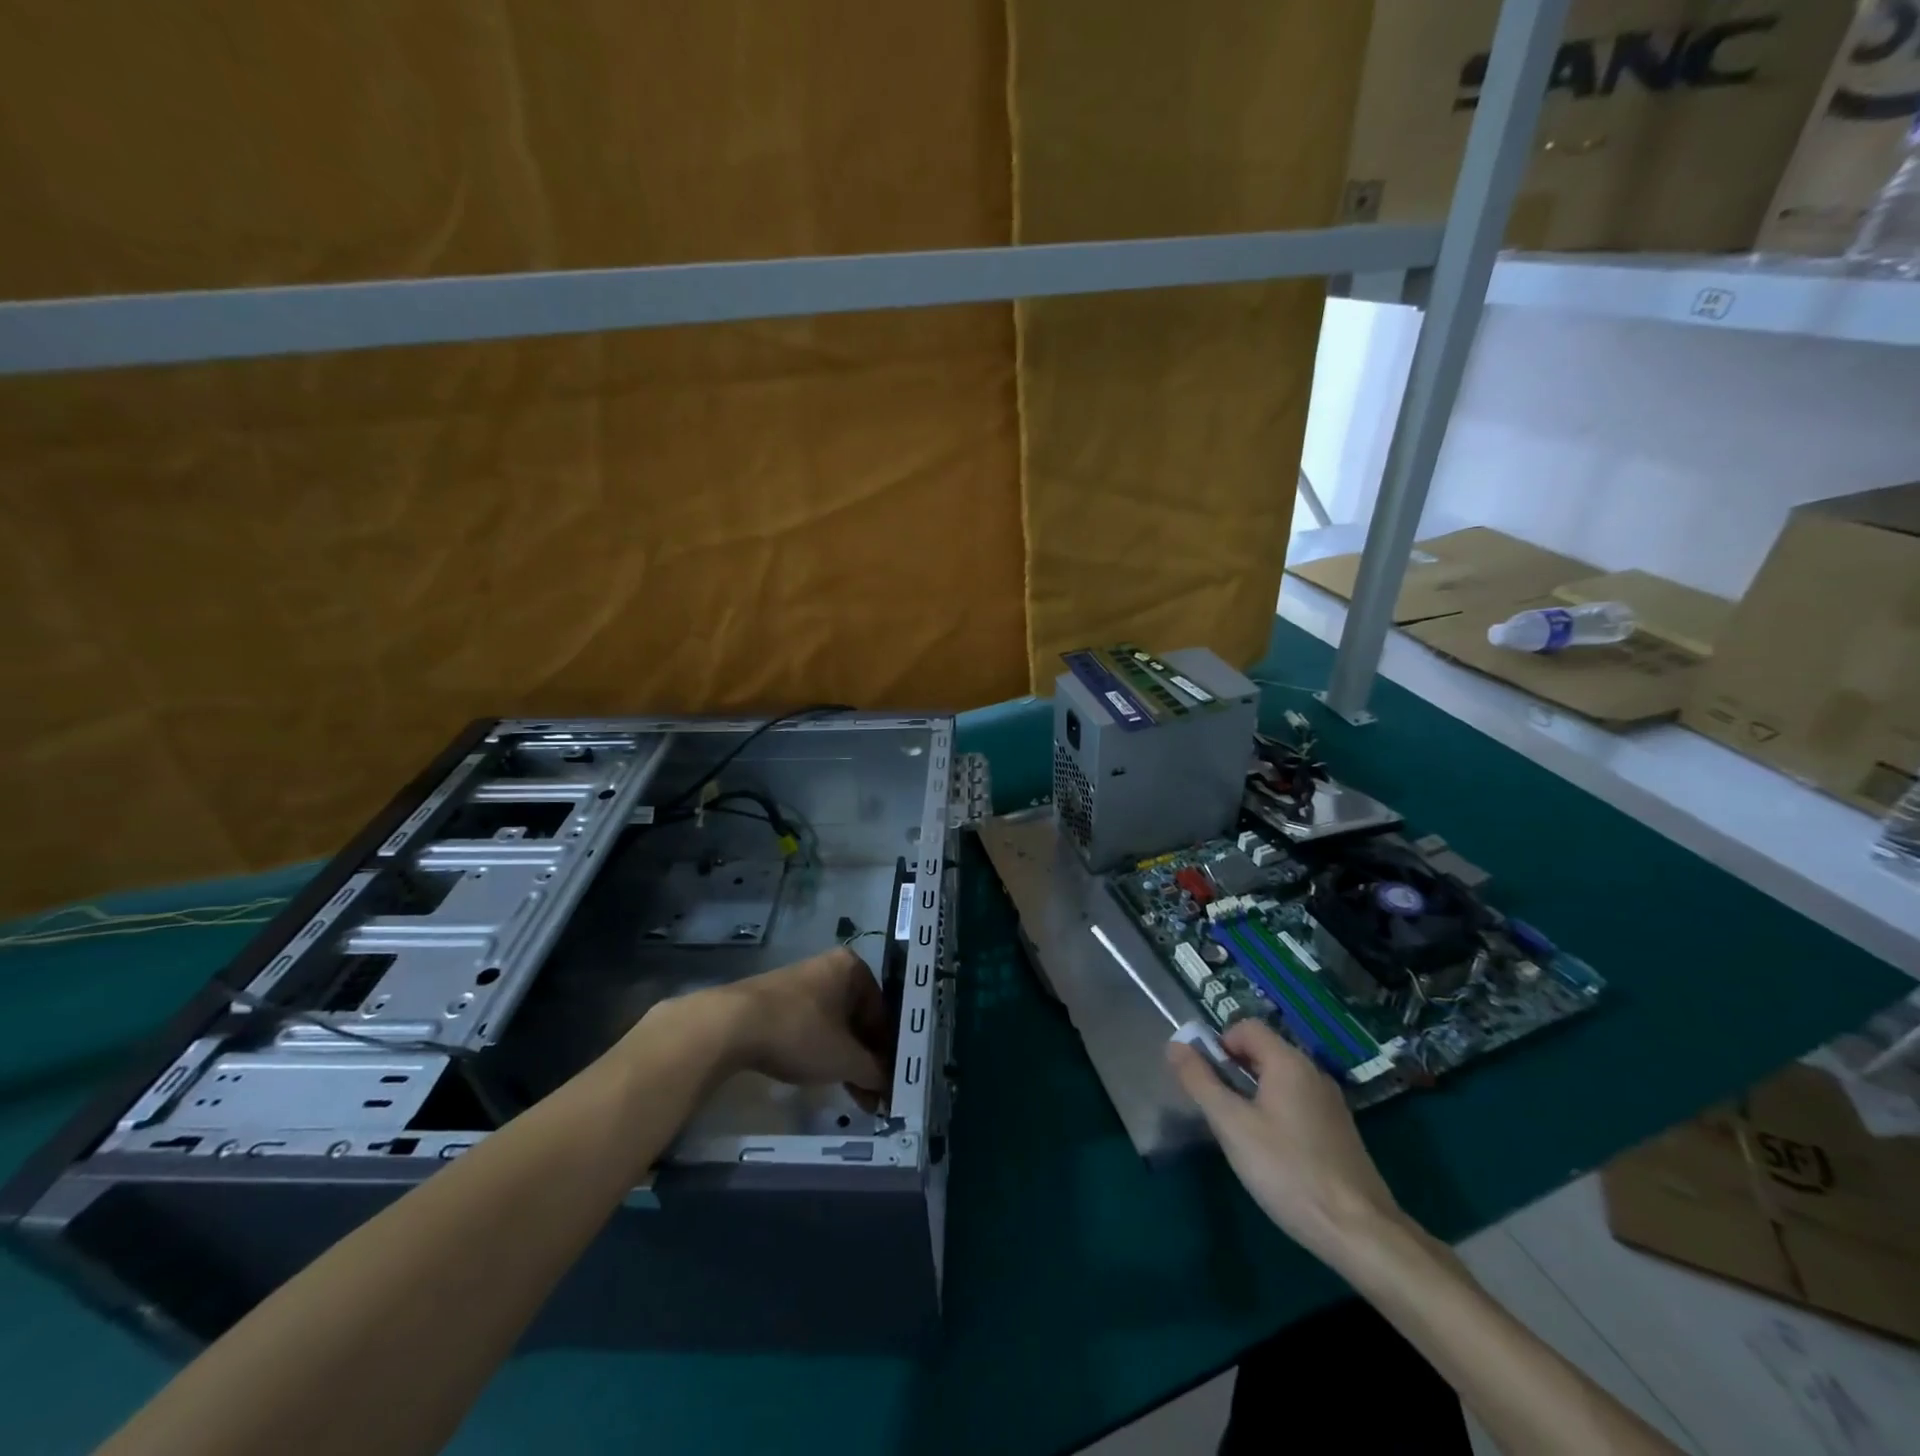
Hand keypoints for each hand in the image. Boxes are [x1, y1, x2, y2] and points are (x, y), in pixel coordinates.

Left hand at [702, 947, 892, 1097]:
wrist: (731, 1025)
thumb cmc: (800, 1032)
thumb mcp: (845, 1058)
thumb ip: (875, 1071)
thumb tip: (890, 1085)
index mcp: (853, 968)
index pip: (883, 1013)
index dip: (889, 1052)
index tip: (890, 1084)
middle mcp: (830, 968)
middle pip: (859, 1019)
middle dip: (867, 1059)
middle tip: (873, 1096)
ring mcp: (802, 982)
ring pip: (836, 1025)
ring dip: (846, 1060)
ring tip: (853, 1096)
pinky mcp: (779, 1000)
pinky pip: (812, 1026)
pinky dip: (822, 1051)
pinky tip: (822, 1077)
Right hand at [1168, 1019, 1403, 1263]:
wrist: (1360, 1232)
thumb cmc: (1287, 1170)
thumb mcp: (1232, 1125)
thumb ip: (1200, 1081)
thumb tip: (1175, 1045)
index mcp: (1288, 1062)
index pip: (1245, 1027)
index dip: (1219, 1044)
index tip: (1207, 1080)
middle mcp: (1313, 1072)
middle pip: (1263, 1052)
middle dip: (1234, 1071)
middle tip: (1220, 1110)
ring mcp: (1331, 1102)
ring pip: (1280, 1080)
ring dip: (1254, 1094)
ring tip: (1243, 1134)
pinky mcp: (1340, 1131)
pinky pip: (1298, 1103)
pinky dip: (1277, 1113)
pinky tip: (1274, 1153)